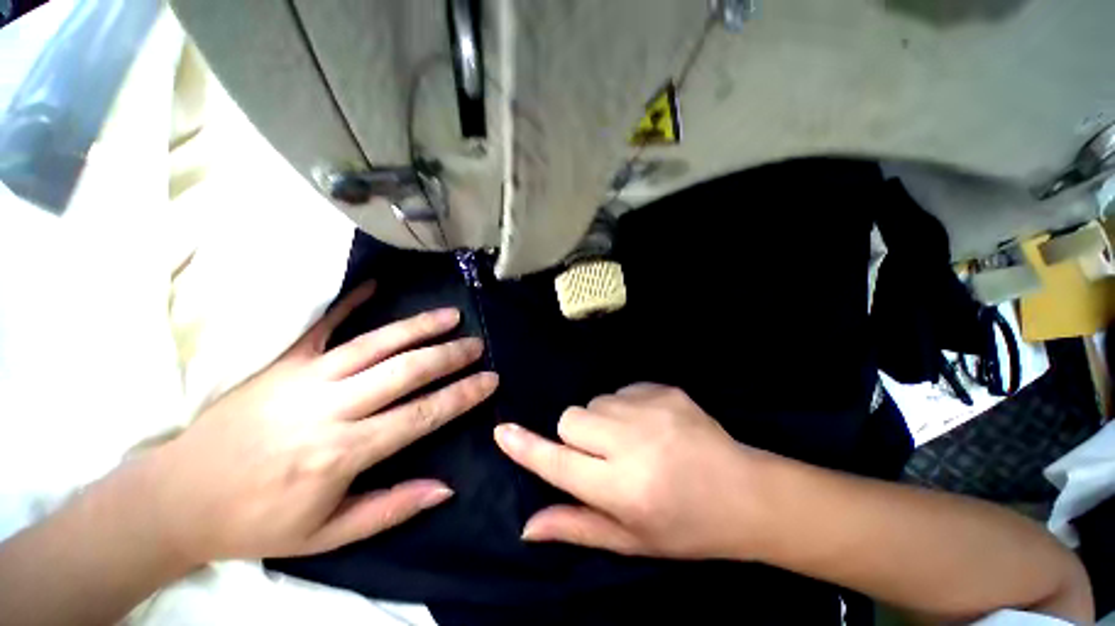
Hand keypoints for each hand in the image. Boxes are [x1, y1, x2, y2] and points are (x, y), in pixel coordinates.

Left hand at [149, 281, 497, 564]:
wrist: (177, 499)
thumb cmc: (258, 522)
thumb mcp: (327, 535)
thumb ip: (391, 508)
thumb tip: (446, 487)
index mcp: (342, 453)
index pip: (420, 415)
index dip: (461, 395)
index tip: (489, 380)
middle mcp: (329, 409)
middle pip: (404, 372)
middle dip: (449, 356)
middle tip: (477, 344)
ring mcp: (303, 378)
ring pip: (375, 344)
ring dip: (418, 327)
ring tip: (450, 315)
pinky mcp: (280, 363)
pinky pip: (321, 325)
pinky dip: (350, 303)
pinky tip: (375, 285)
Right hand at [495, 383, 761, 559]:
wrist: (746, 493)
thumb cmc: (686, 526)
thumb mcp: (631, 539)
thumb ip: (576, 526)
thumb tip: (528, 525)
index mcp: (624, 488)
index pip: (559, 463)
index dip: (527, 447)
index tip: (503, 432)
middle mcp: (633, 443)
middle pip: (571, 417)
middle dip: (575, 434)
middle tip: (602, 454)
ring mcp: (651, 409)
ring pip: (594, 401)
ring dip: (600, 420)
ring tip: (630, 440)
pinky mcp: (664, 389)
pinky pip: (621, 390)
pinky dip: (624, 406)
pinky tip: (650, 424)